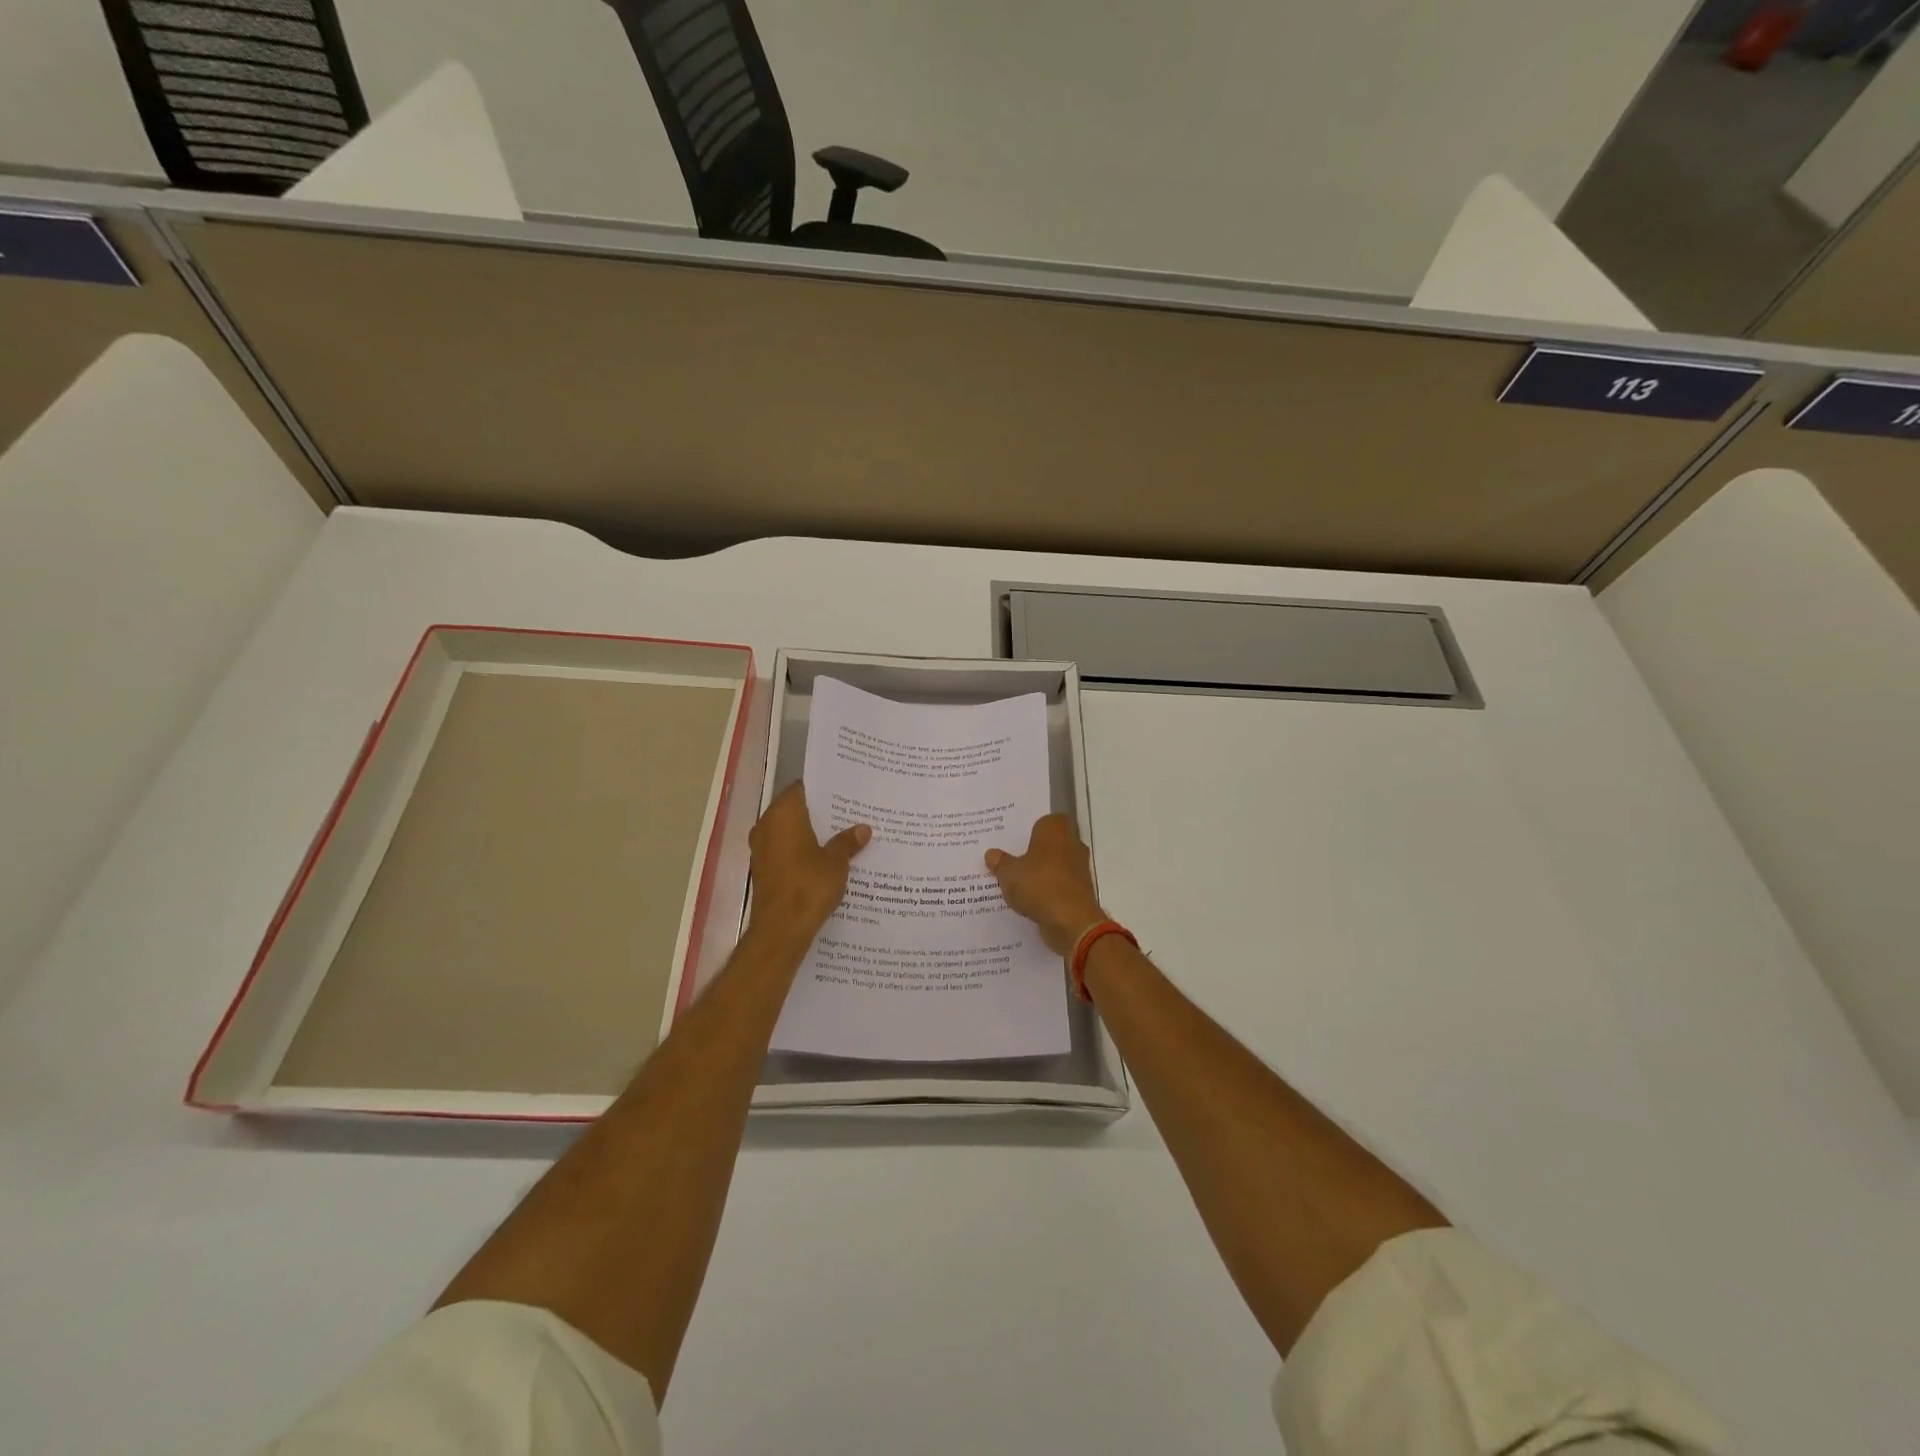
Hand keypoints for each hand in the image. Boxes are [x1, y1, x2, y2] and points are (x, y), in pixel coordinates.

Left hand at [747, 783, 870, 944]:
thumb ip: (847, 842)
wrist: (781, 929)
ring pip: (788, 832)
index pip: (801, 789)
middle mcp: (766, 826)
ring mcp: (761, 849)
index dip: (822, 790)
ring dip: (810, 834)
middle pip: (794, 810)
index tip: (843, 792)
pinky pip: (784, 851)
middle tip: (848, 813)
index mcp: (783, 815)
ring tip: (840, 836)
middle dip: (819, 813)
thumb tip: (863, 829)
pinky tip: (824, 860)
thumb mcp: (836, 862)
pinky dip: (801, 852)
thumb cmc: (809, 886)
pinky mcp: (763, 870)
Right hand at [985, 815, 1107, 955]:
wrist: (1071, 921)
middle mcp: (1072, 844)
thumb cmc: (1039, 885)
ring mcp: (1079, 869)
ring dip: (1043, 873)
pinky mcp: (1081, 891)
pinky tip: (1031, 900)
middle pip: (1053, 843)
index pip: (1047, 820)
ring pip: (1057, 865)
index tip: (1017, 839)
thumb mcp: (1009, 874)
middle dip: (1036, 851)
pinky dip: (1050, 891)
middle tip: (1013, 859)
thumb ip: (1000, 862)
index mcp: (1055, 831)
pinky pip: (1061, 885)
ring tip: (1019, 882)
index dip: (1033, 829)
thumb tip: (991, 853)